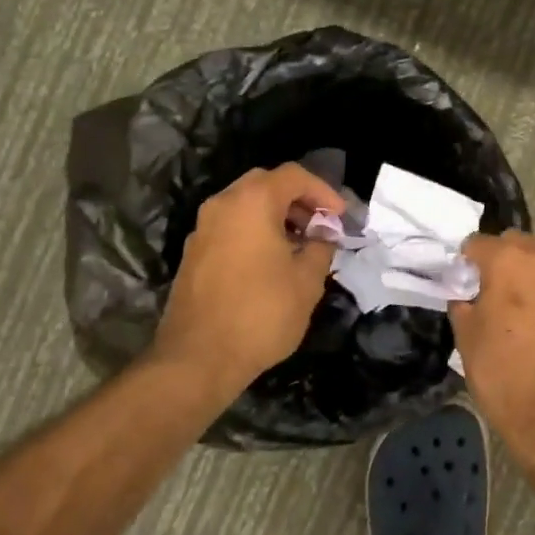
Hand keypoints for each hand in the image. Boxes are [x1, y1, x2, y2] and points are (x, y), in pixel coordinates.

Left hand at [153, 164, 342, 393]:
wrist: (198, 358)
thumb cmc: (261, 314)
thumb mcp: (307, 281)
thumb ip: (320, 247)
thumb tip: (322, 236)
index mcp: (252, 202)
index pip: (293, 176)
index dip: (323, 191)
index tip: (340, 217)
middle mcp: (222, 205)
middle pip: (265, 184)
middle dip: (298, 200)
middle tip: (320, 225)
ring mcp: (203, 229)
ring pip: (245, 205)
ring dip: (276, 216)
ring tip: (300, 245)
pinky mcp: (194, 253)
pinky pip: (231, 227)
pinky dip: (255, 231)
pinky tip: (272, 262)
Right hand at [450, 232, 534, 452]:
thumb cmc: (505, 374)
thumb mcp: (466, 339)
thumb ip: (463, 305)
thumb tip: (466, 296)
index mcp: (510, 260)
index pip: (477, 243)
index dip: (463, 262)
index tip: (457, 284)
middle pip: (514, 245)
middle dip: (497, 261)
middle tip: (482, 293)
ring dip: (521, 278)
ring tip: (508, 313)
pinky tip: (531, 328)